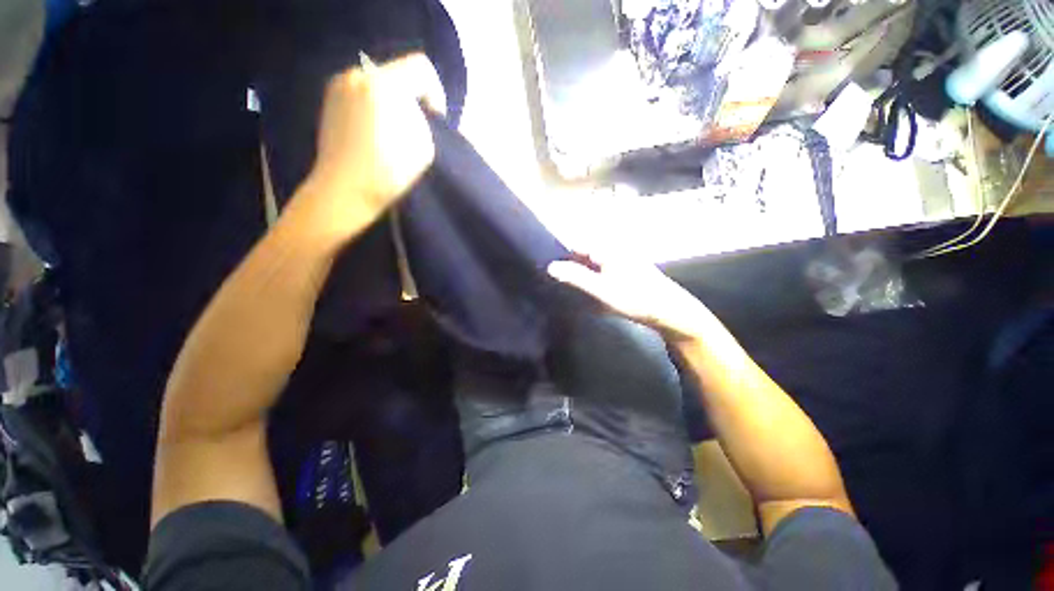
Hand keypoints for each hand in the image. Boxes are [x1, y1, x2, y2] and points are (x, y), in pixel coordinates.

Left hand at [306, 53, 445, 233]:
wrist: (344, 190)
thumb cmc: (389, 171)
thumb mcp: (425, 147)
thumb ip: (424, 121)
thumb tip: (416, 112)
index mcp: (384, 83)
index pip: (421, 68)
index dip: (436, 93)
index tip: (434, 120)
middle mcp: (358, 74)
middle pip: (398, 75)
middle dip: (412, 99)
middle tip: (414, 128)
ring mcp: (339, 85)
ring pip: (379, 84)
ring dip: (392, 103)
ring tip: (392, 134)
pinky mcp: (329, 100)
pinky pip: (361, 93)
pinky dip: (373, 107)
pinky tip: (373, 135)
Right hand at [548, 252, 711, 341]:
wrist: (670, 311)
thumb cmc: (636, 298)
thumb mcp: (602, 290)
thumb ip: (576, 277)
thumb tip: (550, 266)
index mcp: (606, 248)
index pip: (575, 244)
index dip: (560, 255)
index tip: (546, 269)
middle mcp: (612, 249)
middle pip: (582, 253)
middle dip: (569, 266)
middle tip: (555, 282)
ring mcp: (619, 259)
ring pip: (591, 263)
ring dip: (580, 274)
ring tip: (568, 288)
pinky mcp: (623, 270)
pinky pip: (600, 271)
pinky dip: (591, 279)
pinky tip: (587, 291)